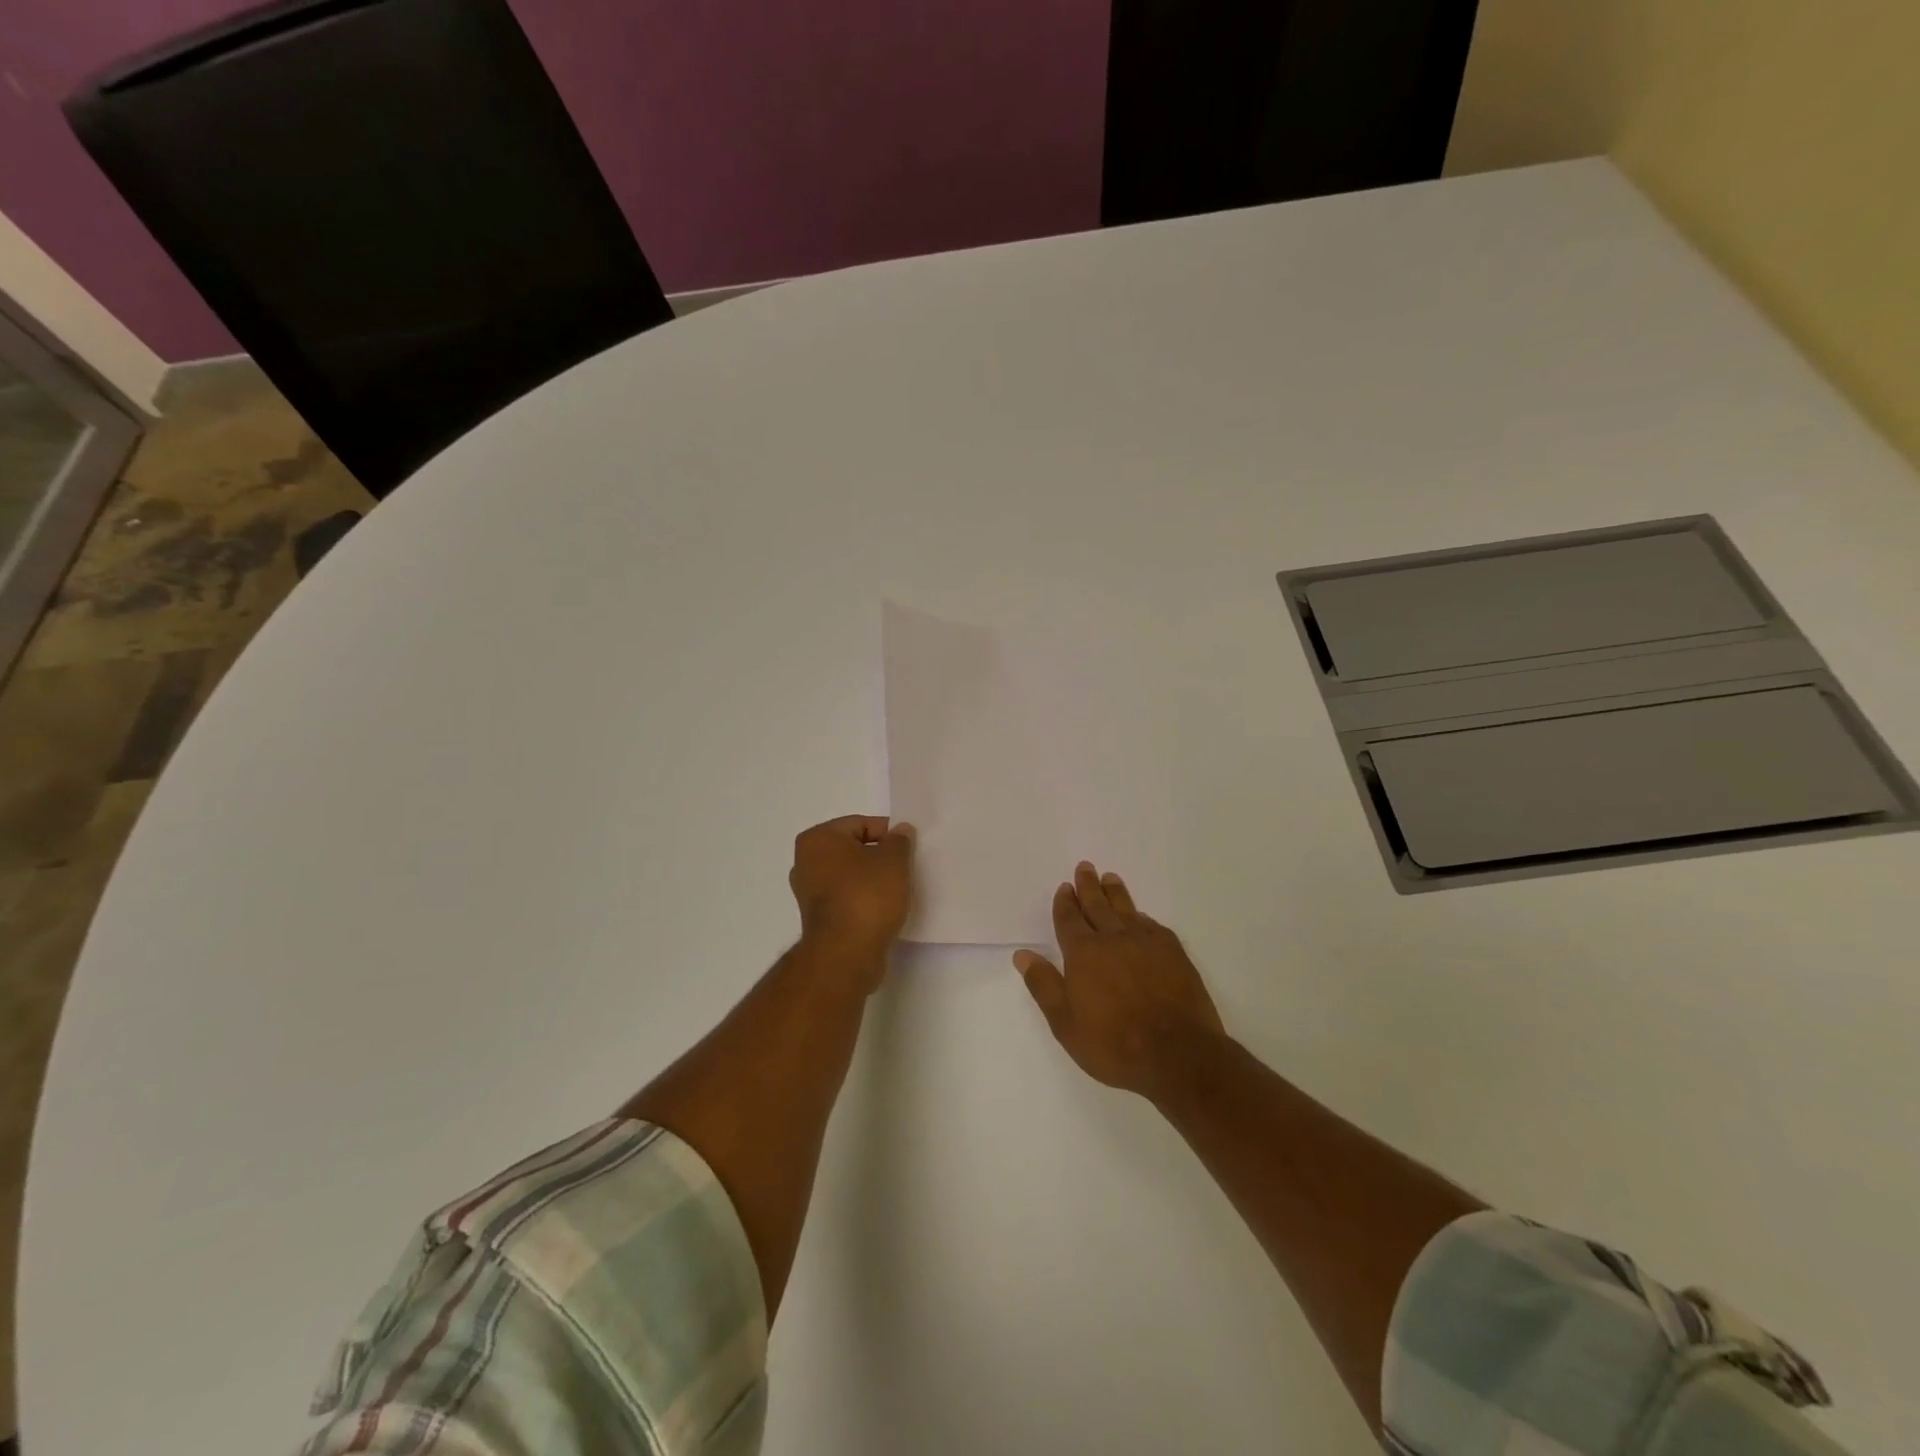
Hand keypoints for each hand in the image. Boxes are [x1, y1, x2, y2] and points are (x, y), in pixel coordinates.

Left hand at [789, 815, 915, 986]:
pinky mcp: (818, 919)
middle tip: (905, 867)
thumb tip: (900, 831)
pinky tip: (883, 908)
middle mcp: (806, 862)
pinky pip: (846, 898)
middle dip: (879, 856)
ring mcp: (808, 892)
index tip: (908, 848)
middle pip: (853, 849)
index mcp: (818, 839)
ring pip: (850, 875)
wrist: (846, 954)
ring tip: (897, 889)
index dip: (888, 833)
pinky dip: (863, 899)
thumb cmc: (867, 896)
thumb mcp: (894, 860)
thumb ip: (899, 840)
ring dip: (872, 880)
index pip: (860, 824)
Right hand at [1014, 861, 1224, 1097]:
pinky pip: (1151, 924)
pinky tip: (1139, 915)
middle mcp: (1113, 938)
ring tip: (1110, 878)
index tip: (1065, 887)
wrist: (1177, 1054)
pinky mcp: (1173, 951)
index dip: (1065, 903)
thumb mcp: (1066, 1023)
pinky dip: (1140, 916)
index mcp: (1083, 953)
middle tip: (1085, 867)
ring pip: (1126, 909)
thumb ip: (1044, 985)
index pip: (1070, 919)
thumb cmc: (1113, 1044)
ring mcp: (1146, 942)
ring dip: (1115, 892)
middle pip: (1097, 905)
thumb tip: (1022, 954)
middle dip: (1088, 886)